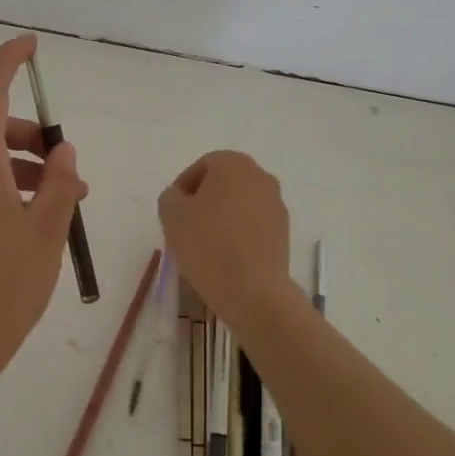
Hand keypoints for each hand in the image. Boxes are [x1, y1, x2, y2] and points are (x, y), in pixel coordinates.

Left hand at [0, 34, 87, 409]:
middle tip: (71, 171)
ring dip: (26, 169)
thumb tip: (63, 151)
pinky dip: (9, 190)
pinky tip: (35, 223)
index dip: (9, 61)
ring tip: (64, 205)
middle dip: (34, 138)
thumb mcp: (46, 232)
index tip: (32, 47)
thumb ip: (59, 183)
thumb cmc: (3, 286)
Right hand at [157, 150, 296, 326]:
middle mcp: (260, 176)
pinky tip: (226, 255)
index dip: (183, 187)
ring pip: (240, 203)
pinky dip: (239, 232)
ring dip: (222, 216)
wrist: (253, 291)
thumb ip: (170, 196)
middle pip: (223, 183)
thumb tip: (180, 198)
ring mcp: (276, 204)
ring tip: (205, 244)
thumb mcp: (171, 215)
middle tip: (186, 226)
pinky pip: (254, 223)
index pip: (202, 166)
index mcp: (234, 164)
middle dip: (203, 200)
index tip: (173, 212)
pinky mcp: (284, 231)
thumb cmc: (208, 245)